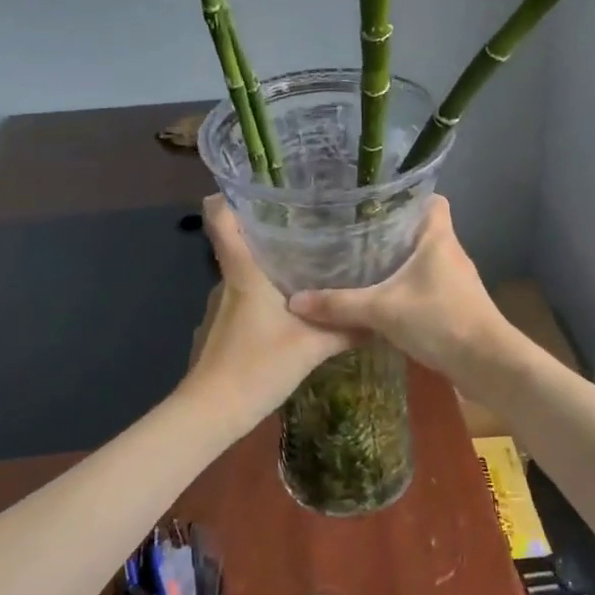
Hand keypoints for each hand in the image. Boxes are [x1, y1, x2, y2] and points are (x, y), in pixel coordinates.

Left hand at [185, 197, 351, 418]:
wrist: (212, 411)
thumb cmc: (257, 366)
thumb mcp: (312, 346)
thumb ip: (346, 329)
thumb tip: (381, 316)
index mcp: (244, 272)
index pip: (221, 218)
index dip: (228, 194)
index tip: (254, 183)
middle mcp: (228, 281)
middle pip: (240, 241)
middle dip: (270, 229)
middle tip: (311, 222)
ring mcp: (222, 305)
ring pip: (246, 272)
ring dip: (270, 264)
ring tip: (310, 260)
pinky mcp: (222, 327)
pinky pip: (246, 297)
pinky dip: (266, 294)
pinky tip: (293, 305)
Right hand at [287, 197, 520, 389]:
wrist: (487, 363)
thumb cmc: (440, 320)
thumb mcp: (382, 310)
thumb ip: (339, 305)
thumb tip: (294, 301)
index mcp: (438, 238)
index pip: (431, 200)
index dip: (408, 195)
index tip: (375, 201)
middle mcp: (451, 252)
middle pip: (421, 229)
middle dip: (391, 231)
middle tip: (354, 232)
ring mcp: (456, 280)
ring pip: (423, 260)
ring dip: (398, 262)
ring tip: (362, 262)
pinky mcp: (456, 305)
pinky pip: (426, 285)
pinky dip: (406, 288)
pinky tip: (382, 298)